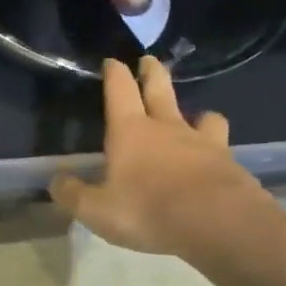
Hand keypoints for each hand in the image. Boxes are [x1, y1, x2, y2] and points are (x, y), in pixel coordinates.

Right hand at [50, 56, 275, 262]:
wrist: (219, 224)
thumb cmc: (149, 211)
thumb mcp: (97, 210)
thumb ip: (74, 194)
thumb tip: (56, 181)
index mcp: (130, 131)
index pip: (120, 90)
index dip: (114, 73)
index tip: (112, 61)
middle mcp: (167, 128)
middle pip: (160, 89)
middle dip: (152, 72)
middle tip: (149, 60)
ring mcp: (203, 143)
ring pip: (202, 116)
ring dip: (197, 113)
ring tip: (196, 117)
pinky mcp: (230, 164)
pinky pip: (222, 146)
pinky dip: (216, 148)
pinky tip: (215, 160)